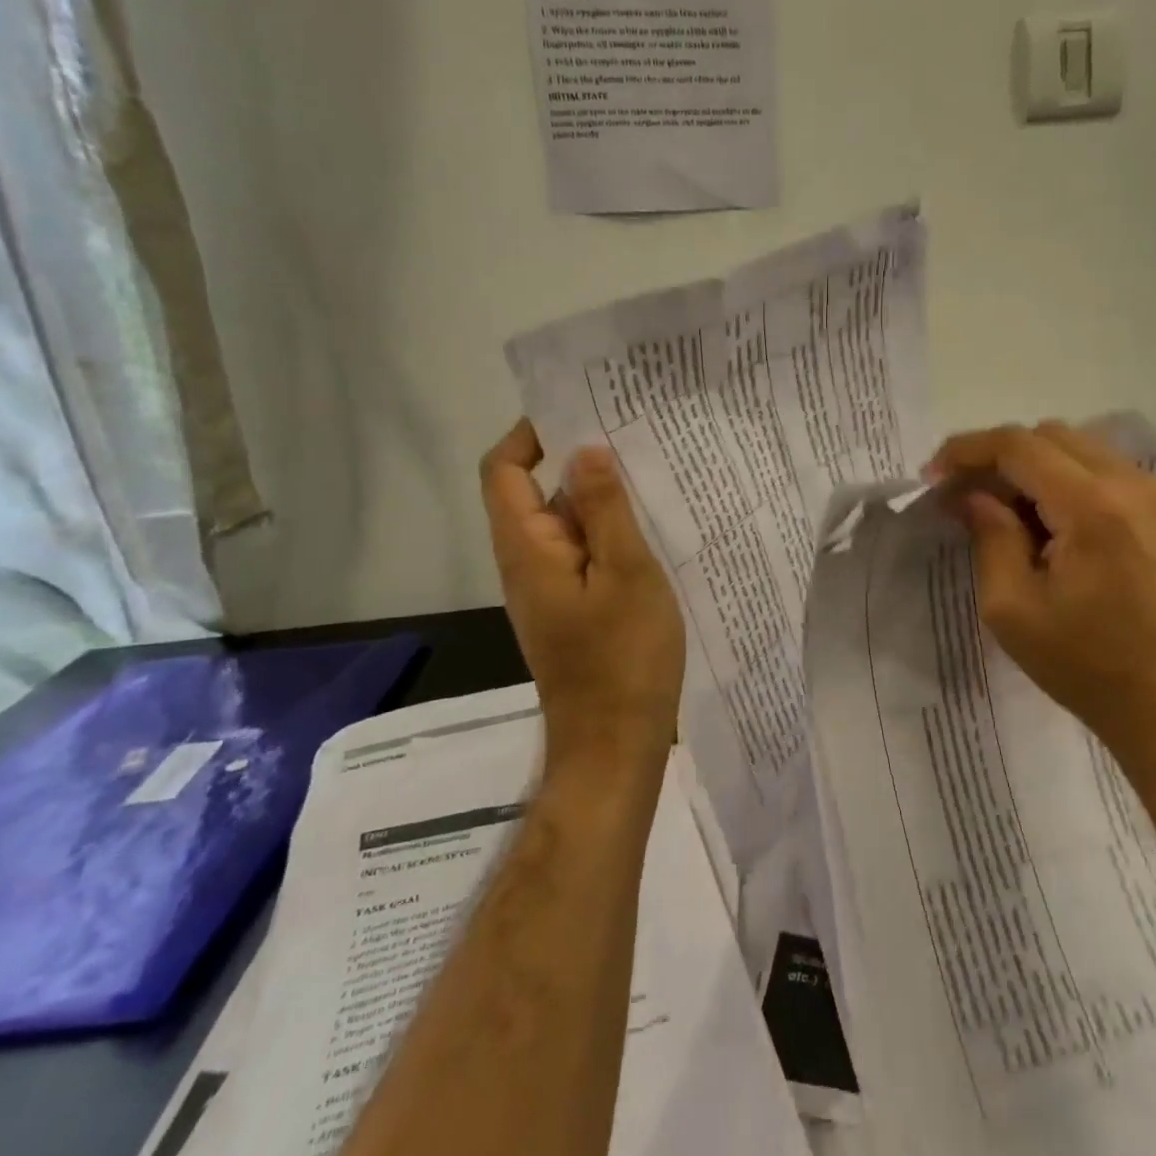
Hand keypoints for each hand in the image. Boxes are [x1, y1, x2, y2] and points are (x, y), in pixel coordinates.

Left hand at [479, 420, 684, 772]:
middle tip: (632, 434)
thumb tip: (584, 449)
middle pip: (535, 492)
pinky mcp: (571, 608)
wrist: (616, 744)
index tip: (580, 411)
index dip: (530, 434)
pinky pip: (582, 553)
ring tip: (650, 472)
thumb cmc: (623, 658)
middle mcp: (527, 563)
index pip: (504, 471)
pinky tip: (651, 526)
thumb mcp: (626, 573)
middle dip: (576, 460)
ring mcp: (549, 588)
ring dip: (598, 497)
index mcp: (528, 548)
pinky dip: (608, 532)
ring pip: (565, 524)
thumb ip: (605, 509)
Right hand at [926, 421, 1155, 752]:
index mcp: (1092, 506)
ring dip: (1030, 467)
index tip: (932, 475)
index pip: (1018, 446)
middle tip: (962, 495)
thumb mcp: (1013, 609)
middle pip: (1048, 436)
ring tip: (999, 510)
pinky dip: (1061, 480)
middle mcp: (1130, 484)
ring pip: (1077, 448)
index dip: (967, 450)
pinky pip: (1101, 471)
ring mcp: (1155, 496)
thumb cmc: (1089, 667)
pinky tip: (1043, 523)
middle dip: (997, 456)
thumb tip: (975, 497)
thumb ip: (990, 538)